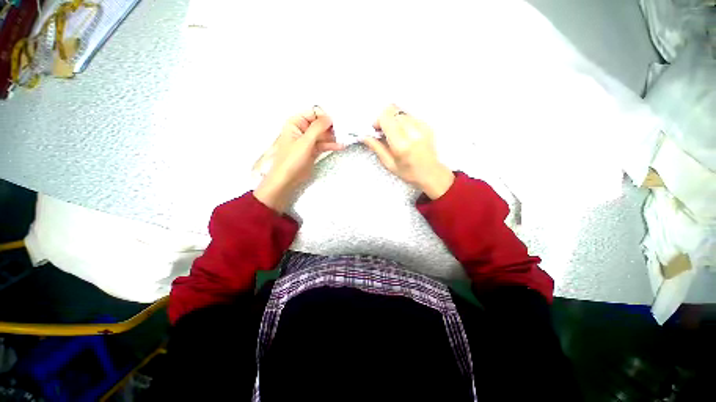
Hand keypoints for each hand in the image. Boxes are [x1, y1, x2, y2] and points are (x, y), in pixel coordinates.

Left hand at [253, 107, 343, 212]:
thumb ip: (317, 128)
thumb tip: (329, 117)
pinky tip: (340, 146)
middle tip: (343, 131)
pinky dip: (331, 145)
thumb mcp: (305, 141)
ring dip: (333, 137)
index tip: (336, 122)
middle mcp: (302, 129)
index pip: (313, 113)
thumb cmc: (291, 159)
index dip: (324, 116)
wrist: (287, 179)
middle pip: (319, 124)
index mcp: (295, 123)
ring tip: (344, 138)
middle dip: (331, 127)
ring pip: (323, 135)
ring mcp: (308, 141)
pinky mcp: (313, 150)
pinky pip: (324, 144)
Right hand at [363, 105, 453, 198]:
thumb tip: (363, 136)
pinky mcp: (427, 125)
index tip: (377, 129)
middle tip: (385, 131)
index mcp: (401, 144)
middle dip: (385, 118)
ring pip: (402, 111)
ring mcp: (422, 127)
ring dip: (394, 119)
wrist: (431, 173)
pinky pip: (410, 116)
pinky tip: (405, 134)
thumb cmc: (408, 172)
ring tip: (395, 133)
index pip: (387, 117)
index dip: (378, 120)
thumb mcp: (389, 163)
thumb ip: (376, 147)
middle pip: (394, 110)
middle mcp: (413, 132)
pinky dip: (404, 121)